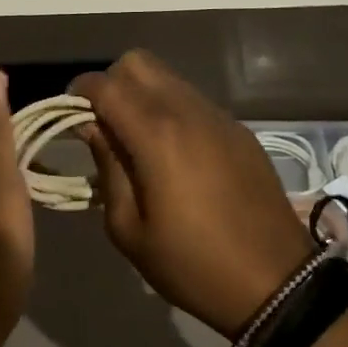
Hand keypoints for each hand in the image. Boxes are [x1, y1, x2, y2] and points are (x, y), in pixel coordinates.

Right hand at [73, 51, 314, 339]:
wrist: (278, 284)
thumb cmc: (193, 265)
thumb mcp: (129, 230)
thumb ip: (107, 168)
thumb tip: (93, 128)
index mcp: (155, 134)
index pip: (104, 85)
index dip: (78, 92)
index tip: (69, 115)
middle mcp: (185, 110)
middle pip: (137, 62)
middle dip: (111, 83)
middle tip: (104, 123)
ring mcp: (217, 116)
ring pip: (167, 77)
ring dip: (142, 94)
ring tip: (138, 138)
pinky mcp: (237, 129)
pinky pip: (193, 99)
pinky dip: (171, 109)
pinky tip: (174, 152)